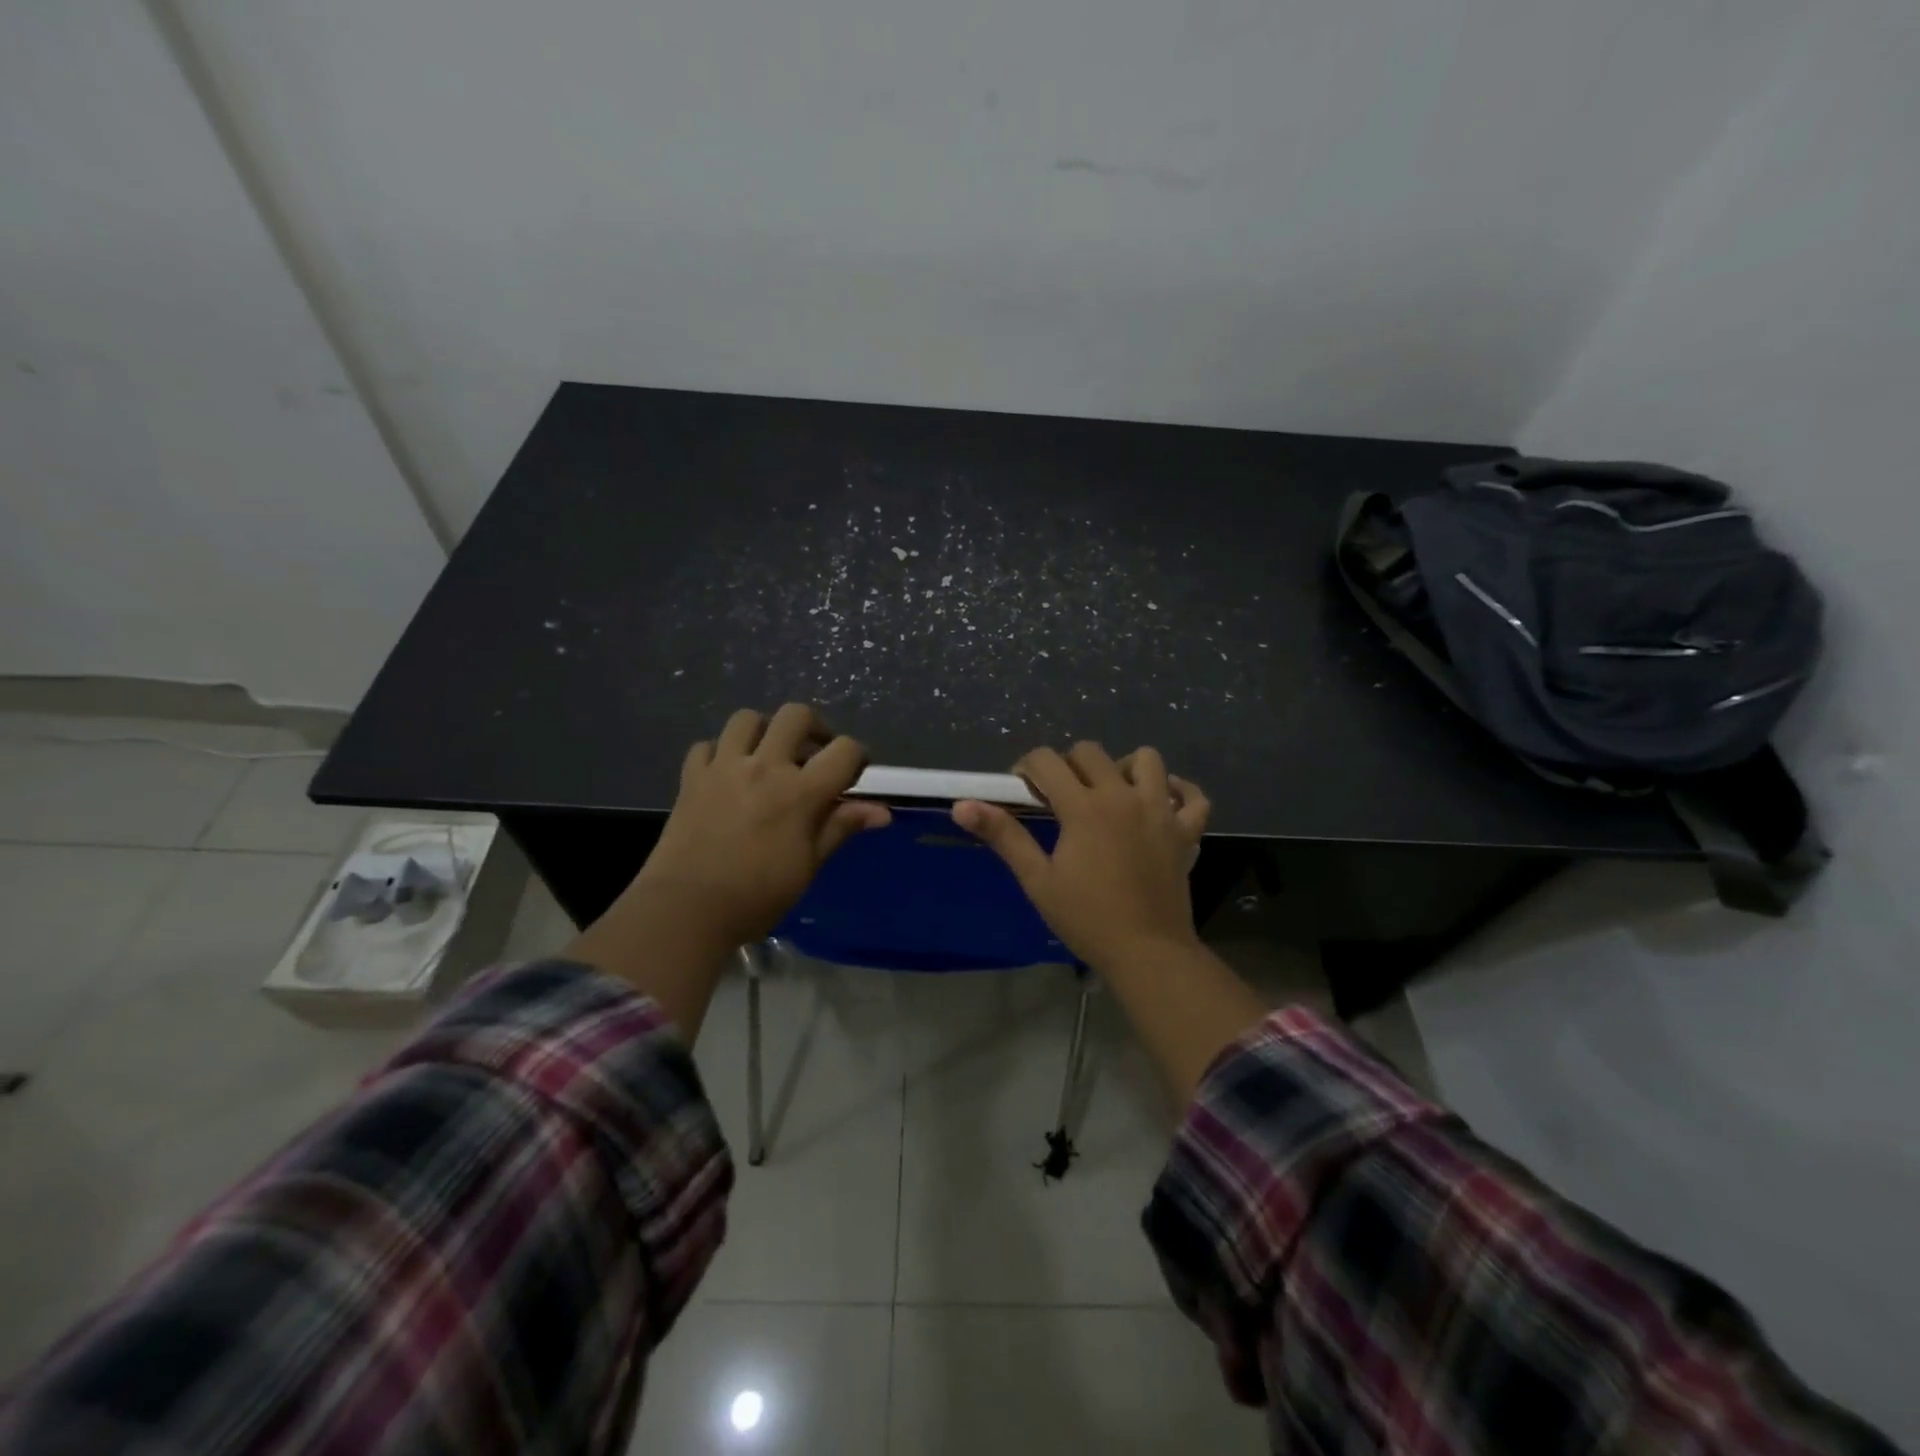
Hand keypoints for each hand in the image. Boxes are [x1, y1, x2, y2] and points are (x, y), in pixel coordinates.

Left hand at [635, 704, 890, 948]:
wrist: (686, 910)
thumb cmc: (757, 896)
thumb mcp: (808, 866)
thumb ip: (841, 827)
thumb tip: (882, 811)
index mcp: (800, 791)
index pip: (844, 750)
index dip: (857, 757)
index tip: (853, 775)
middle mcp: (764, 767)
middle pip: (796, 715)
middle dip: (814, 727)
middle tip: (814, 753)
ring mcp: (723, 768)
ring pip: (747, 718)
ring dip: (764, 730)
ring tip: (769, 755)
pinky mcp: (691, 778)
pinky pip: (707, 745)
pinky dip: (721, 751)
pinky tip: (728, 773)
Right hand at [952, 742, 1209, 969]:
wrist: (1147, 953)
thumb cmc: (1086, 918)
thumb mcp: (1038, 879)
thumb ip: (1004, 836)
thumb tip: (961, 806)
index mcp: (1083, 807)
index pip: (1047, 761)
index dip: (1028, 768)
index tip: (1023, 791)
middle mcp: (1123, 796)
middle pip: (1091, 752)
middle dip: (1068, 764)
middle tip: (1059, 797)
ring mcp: (1160, 810)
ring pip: (1146, 759)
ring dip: (1123, 767)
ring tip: (1110, 792)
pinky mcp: (1186, 830)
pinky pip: (1192, 795)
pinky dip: (1178, 790)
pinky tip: (1160, 801)